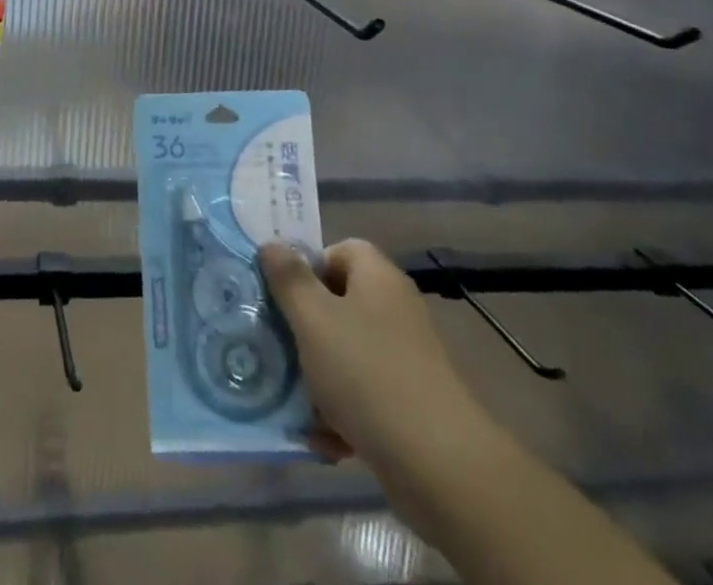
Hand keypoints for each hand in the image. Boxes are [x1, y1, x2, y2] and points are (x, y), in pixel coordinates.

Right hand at [260, 239, 498, 477]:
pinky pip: (365, 394)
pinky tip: (324, 438)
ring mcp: (407, 359)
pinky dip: (343, 413)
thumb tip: (271, 244)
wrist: (441, 468)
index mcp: (378, 278)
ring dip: (319, 376)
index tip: (283, 297)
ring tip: (296, 401)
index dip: (308, 268)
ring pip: (347, 352)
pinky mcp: (411, 404)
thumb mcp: (313, 319)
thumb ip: (288, 279)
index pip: (339, 250)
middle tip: (278, 347)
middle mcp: (396, 310)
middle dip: (305, 328)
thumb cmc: (367, 374)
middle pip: (339, 303)